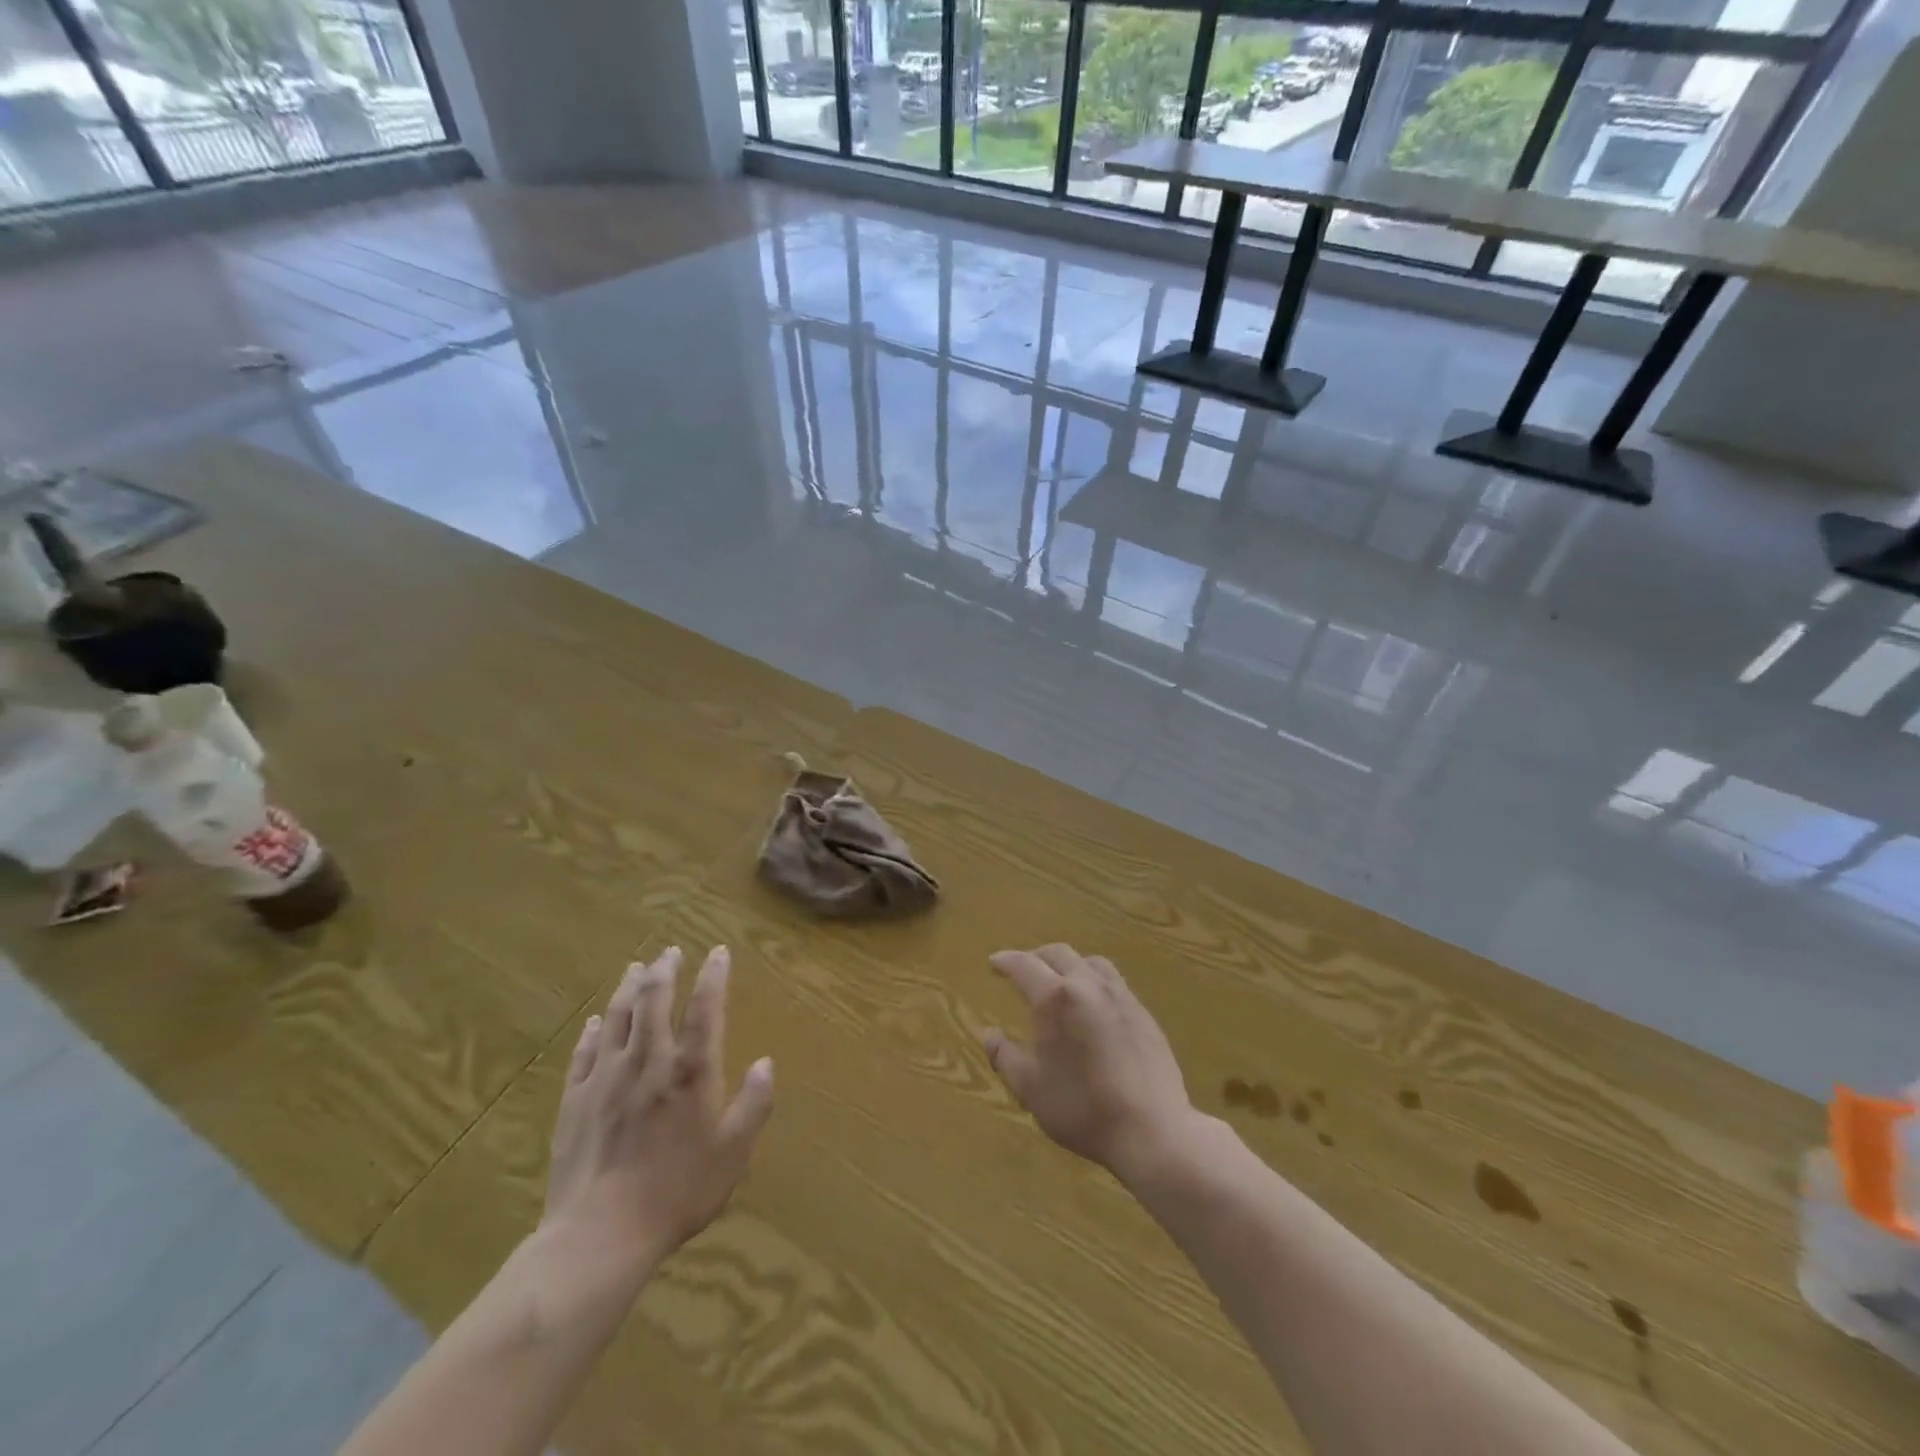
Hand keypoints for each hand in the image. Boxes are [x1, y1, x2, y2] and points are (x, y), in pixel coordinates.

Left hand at [540, 947, 774, 1280]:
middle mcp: (648, 1061)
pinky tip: (594, 1021)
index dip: (713, 975)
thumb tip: (767, 1062)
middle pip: (654, 1001)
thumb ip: (753, 1104)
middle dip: (664, 970)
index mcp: (690, 1070)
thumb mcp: (732, 1153)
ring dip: (628, 988)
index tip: (718, 952)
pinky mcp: (575, 1100)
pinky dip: (592, 1031)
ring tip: (636, 968)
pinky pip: (584, 1053)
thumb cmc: (676, 1192)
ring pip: (617, 1018)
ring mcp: (606, 1078)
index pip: (704, 1008)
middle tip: (671, 951)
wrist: (599, 1236)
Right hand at [980, 945, 1195, 1181]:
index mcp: (1055, 998)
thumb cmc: (1082, 1108)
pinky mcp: (1143, 1013)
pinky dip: (1093, 981)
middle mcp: (1088, 985)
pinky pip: (1113, 982)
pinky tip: (1093, 1005)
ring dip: (1069, 964)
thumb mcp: (1030, 1088)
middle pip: (1059, 954)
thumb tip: (989, 1035)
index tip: (994, 963)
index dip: (1006, 961)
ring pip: (1090, 962)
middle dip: (1036, 957)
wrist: (1152, 1129)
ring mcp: (1120, 996)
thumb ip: (1005, 1057)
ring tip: (1060, 981)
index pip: (1024, 965)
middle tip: (1023, 969)